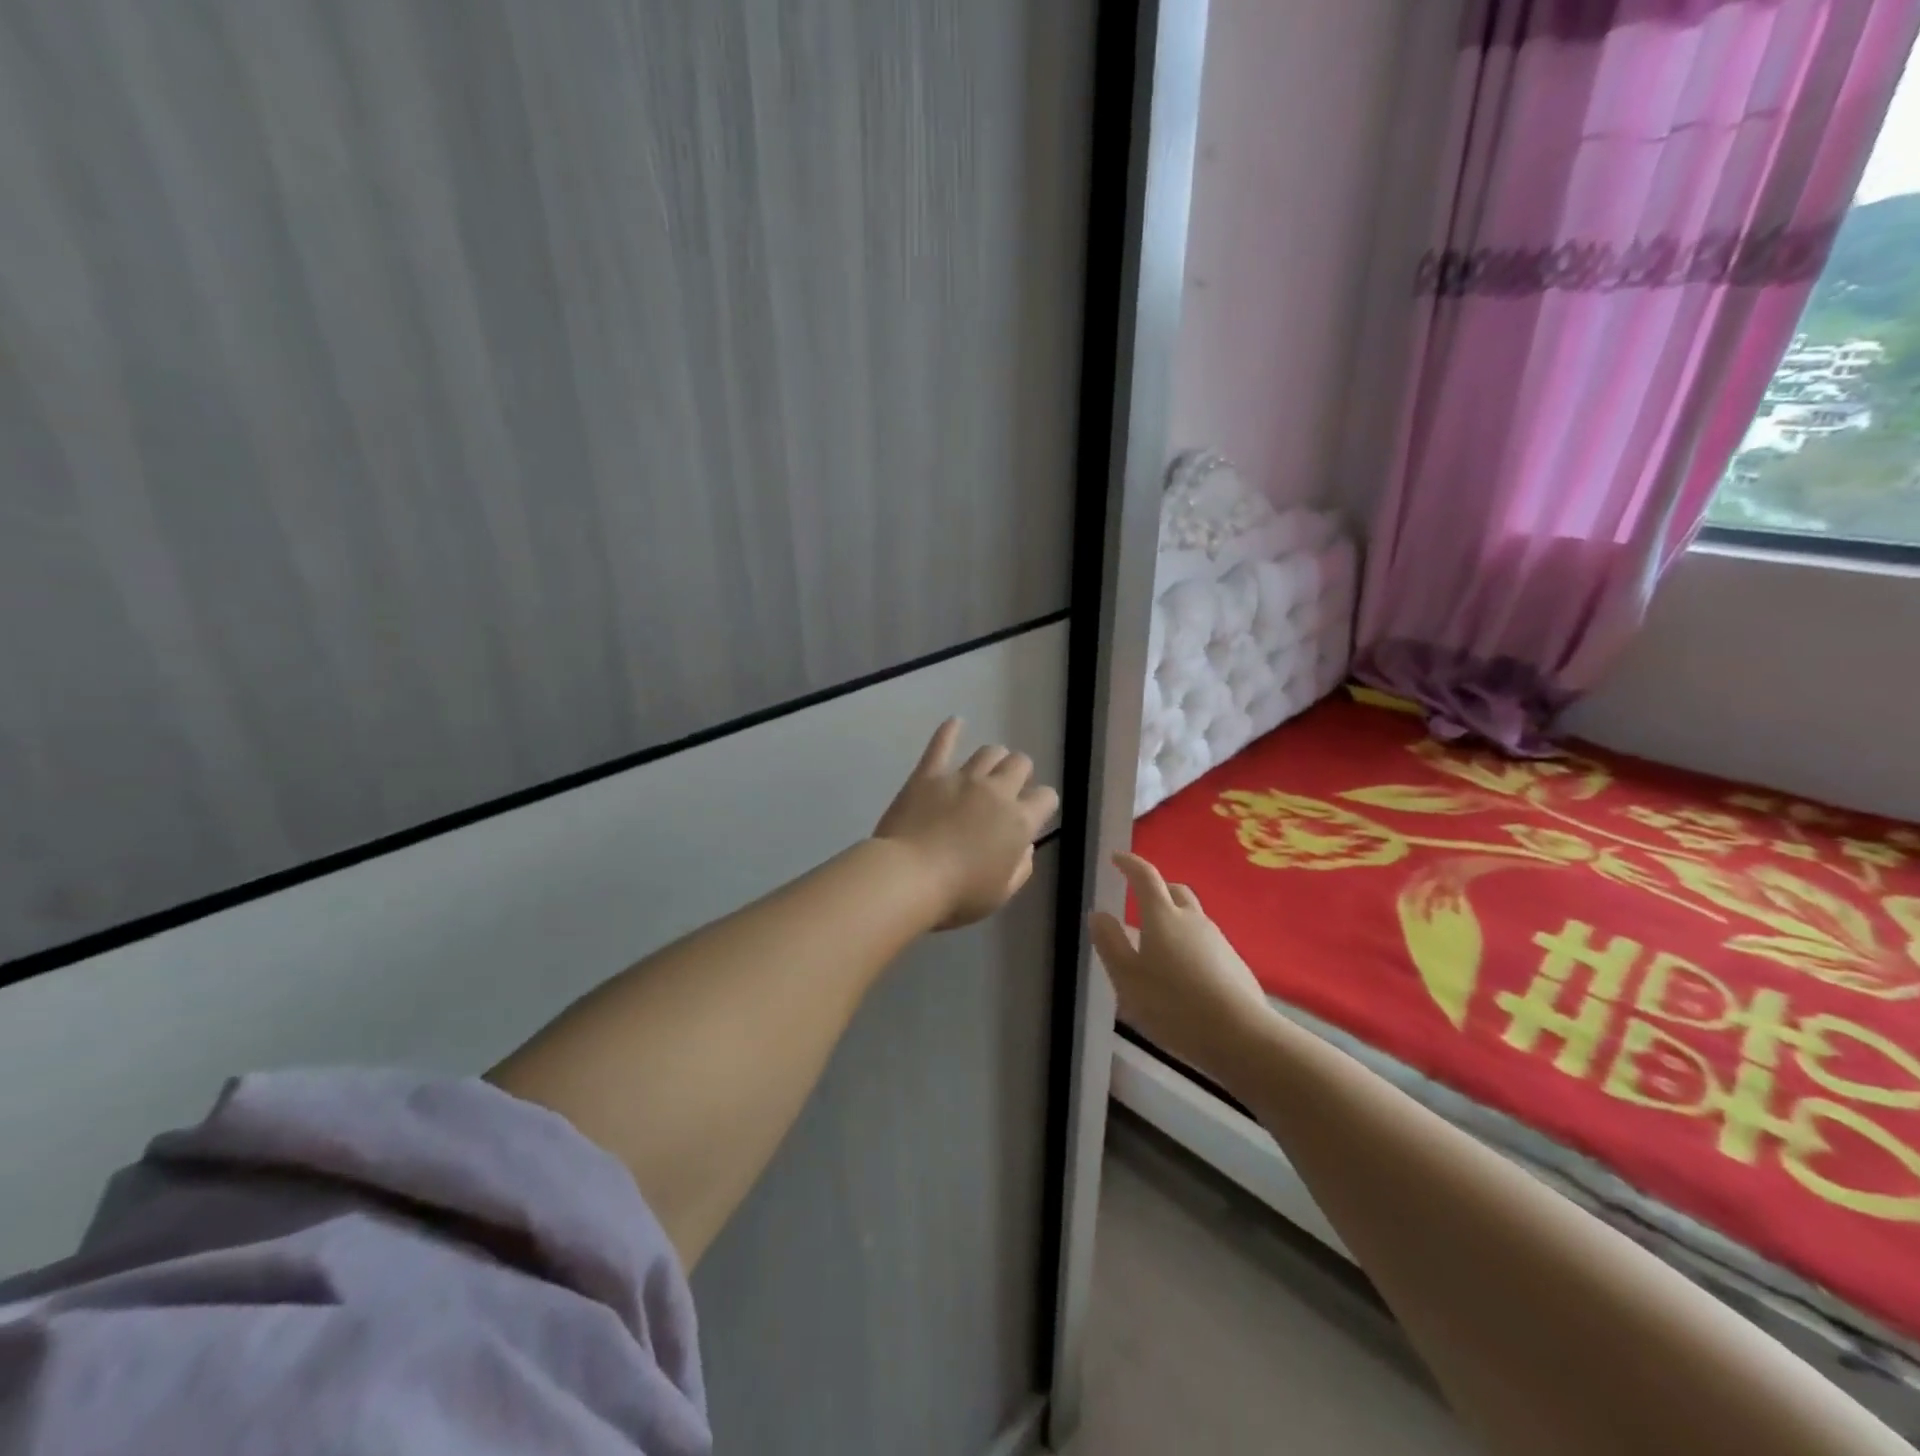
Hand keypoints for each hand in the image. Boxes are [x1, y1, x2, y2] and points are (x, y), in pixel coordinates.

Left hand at [873, 719, 1059, 928]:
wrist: (908, 878)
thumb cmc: (957, 895)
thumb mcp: (1001, 893)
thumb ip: (1021, 867)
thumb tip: (1025, 845)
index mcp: (1019, 822)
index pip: (1046, 797)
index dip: (1042, 803)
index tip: (1033, 812)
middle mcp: (996, 791)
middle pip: (1019, 764)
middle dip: (1020, 773)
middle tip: (1008, 789)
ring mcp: (962, 778)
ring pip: (989, 752)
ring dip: (994, 758)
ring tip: (988, 767)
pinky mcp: (929, 774)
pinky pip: (941, 744)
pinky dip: (950, 730)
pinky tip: (955, 721)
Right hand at [1090, 852, 1275, 1083]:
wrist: (1241, 1037)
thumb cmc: (1173, 1005)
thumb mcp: (1127, 978)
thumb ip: (1110, 943)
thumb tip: (1098, 914)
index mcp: (1162, 916)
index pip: (1145, 877)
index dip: (1130, 864)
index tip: (1117, 858)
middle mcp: (1193, 920)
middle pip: (1175, 891)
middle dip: (1157, 889)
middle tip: (1139, 898)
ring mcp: (1219, 941)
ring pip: (1193, 918)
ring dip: (1174, 920)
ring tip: (1158, 944)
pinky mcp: (1236, 965)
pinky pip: (1206, 944)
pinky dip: (1190, 946)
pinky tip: (1184, 974)